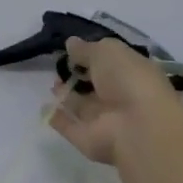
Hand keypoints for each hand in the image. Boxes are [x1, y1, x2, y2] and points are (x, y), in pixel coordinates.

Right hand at [49, 36, 181, 165]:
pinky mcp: (87, 139)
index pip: (110, 63)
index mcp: (132, 74)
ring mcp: (104, 120)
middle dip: (77, 76)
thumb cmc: (128, 80)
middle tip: (58, 66)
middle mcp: (120, 97)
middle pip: (95, 85)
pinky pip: (69, 126)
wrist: (138, 129)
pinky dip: (56, 117)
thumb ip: (86, 48)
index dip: (91, 55)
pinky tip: (43, 106)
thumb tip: (71, 43)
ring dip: (67, 95)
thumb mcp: (107, 51)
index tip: (72, 49)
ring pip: (82, 106)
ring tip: (52, 83)